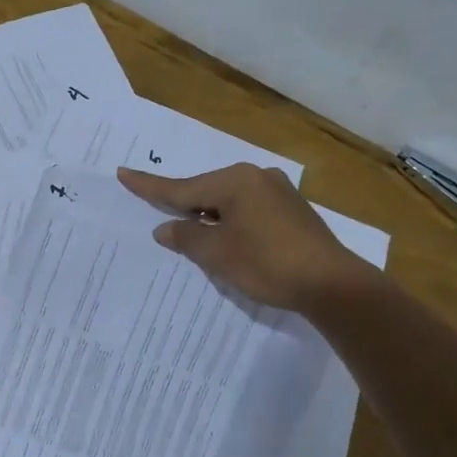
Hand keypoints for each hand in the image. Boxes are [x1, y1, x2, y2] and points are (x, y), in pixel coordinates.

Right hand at [117, 163, 375, 314]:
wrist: (332, 283)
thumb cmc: (267, 264)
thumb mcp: (218, 254)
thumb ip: (187, 238)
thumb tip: (166, 229)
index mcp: (234, 181)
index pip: (181, 188)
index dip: (149, 186)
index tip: (124, 172)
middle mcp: (256, 177)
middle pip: (206, 191)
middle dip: (184, 206)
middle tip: (158, 212)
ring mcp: (278, 192)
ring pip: (229, 201)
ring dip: (209, 217)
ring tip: (193, 234)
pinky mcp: (292, 211)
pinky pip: (249, 210)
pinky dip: (231, 222)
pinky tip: (229, 239)